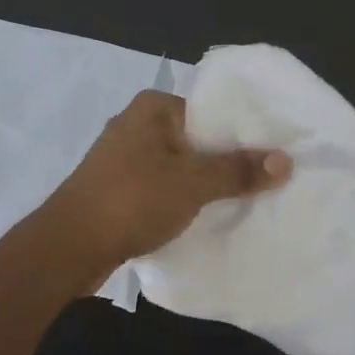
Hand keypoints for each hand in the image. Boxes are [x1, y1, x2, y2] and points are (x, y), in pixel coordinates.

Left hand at [43, 90, 290, 276]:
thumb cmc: (132, 200)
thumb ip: (238, 170)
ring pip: (180, 166)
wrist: (68, 247)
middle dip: (227, 161)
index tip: (274, 153)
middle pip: (197, 139)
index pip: (211, 110)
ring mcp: (123, 159)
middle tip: (267, 179)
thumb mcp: (193, 183)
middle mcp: (137, 125)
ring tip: (245, 199)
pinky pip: (163, 187)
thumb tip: (285, 160)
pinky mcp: (118, 189)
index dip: (243, 132)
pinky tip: (207, 216)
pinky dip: (183, 199)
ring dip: (206, 184)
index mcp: (152, 107)